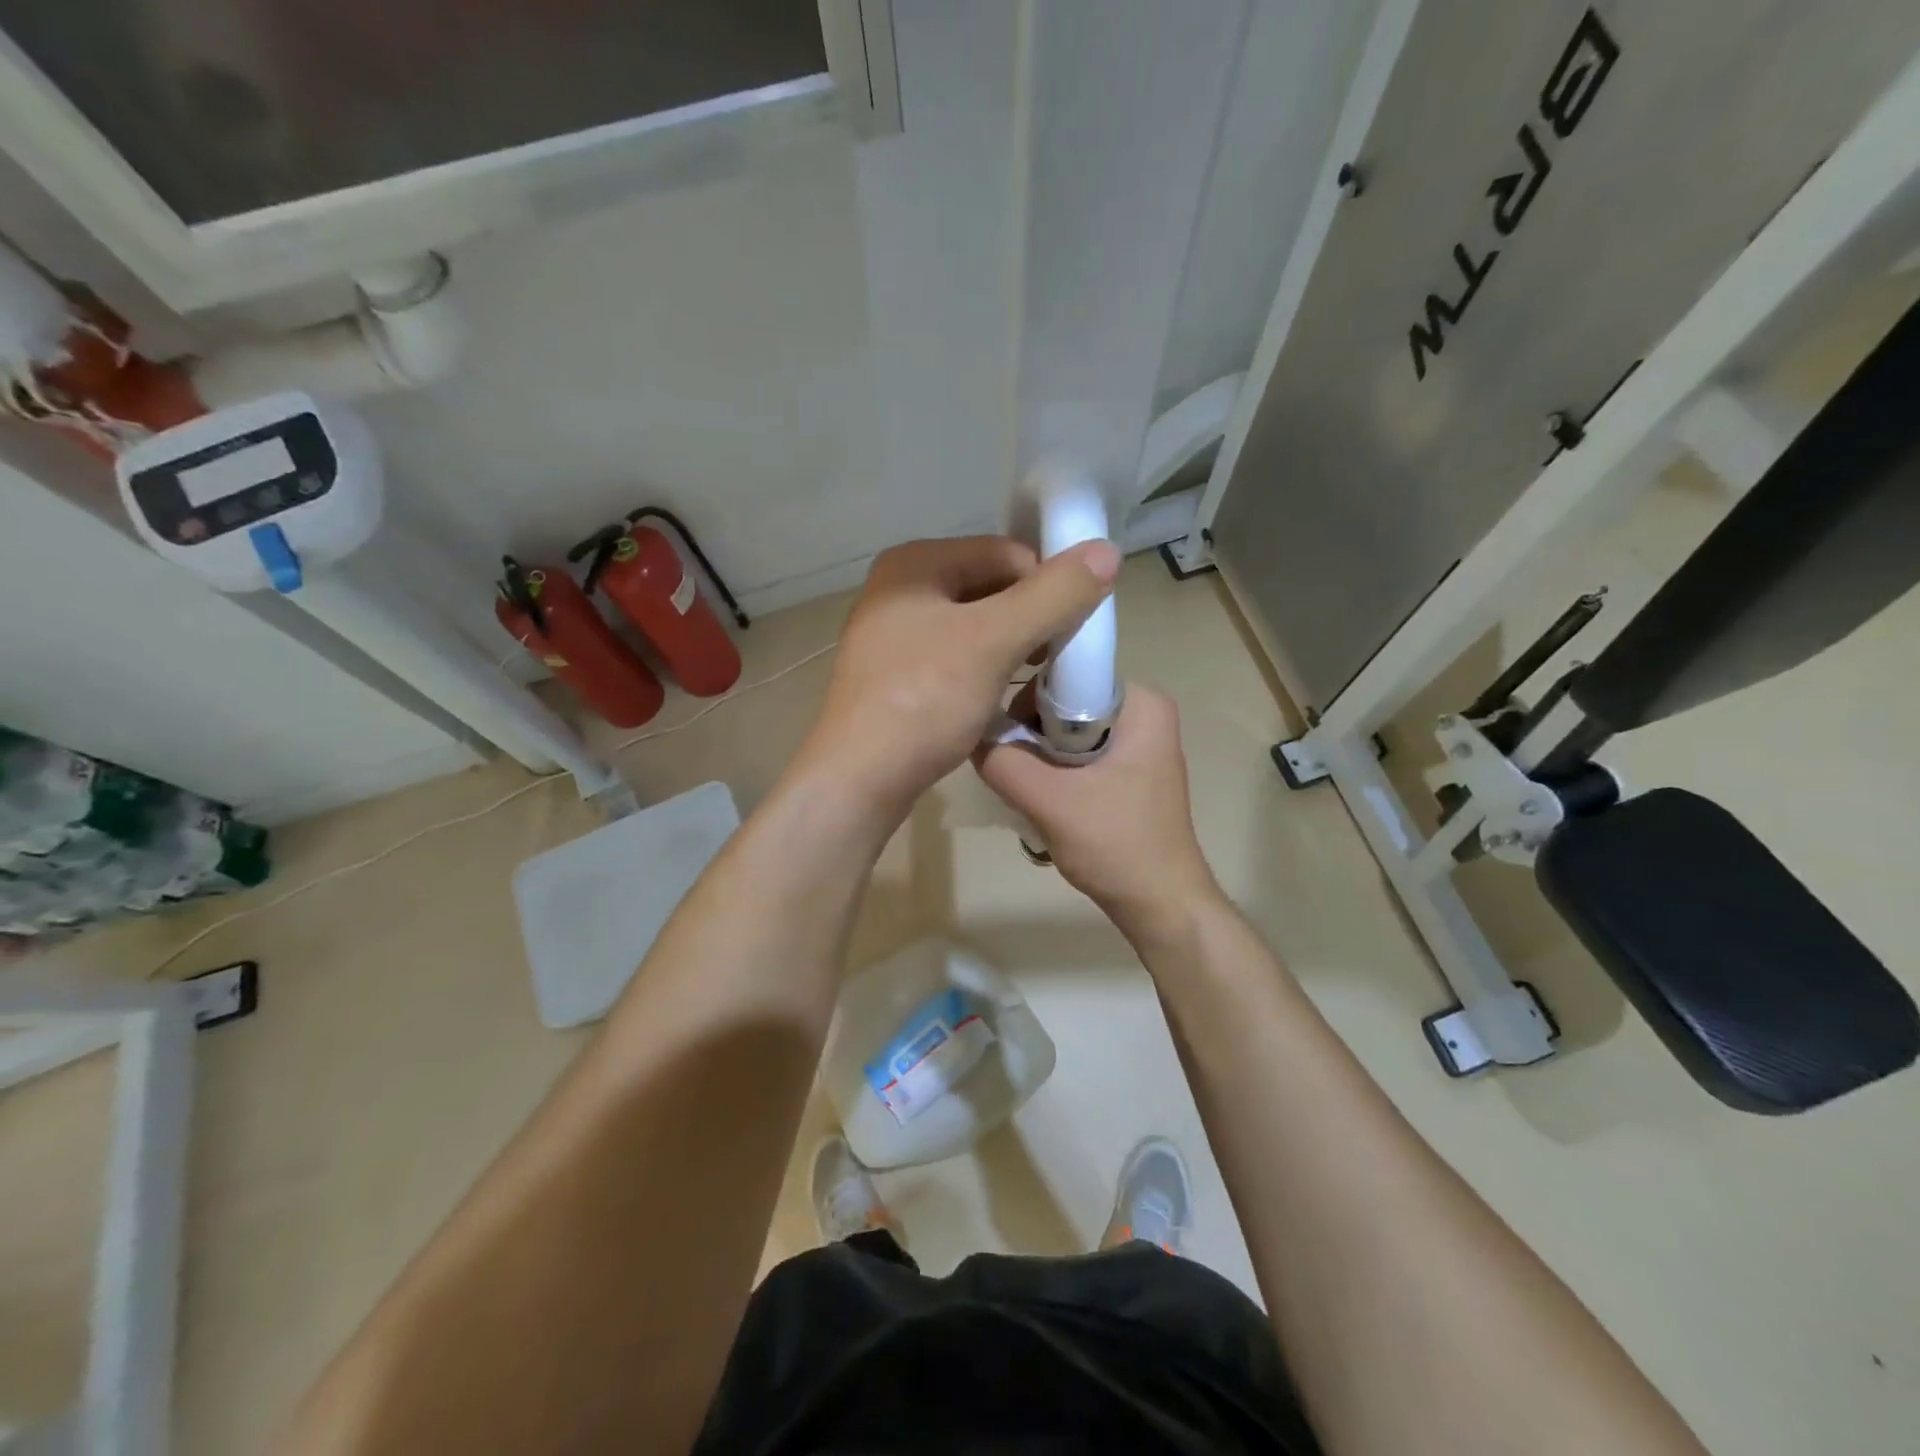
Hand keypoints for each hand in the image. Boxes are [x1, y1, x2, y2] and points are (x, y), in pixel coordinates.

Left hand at [801, 535, 1120, 821]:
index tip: (1073, 630)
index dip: (1047, 585)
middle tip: (1055, 657)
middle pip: (988, 586)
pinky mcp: (895, 674)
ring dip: (1010, 645)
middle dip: (1029, 617)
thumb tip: (1106, 550)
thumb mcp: (995, 641)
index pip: (1005, 553)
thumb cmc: (924, 701)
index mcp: (914, 564)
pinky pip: (954, 655)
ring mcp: (892, 634)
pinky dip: (983, 668)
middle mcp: (898, 589)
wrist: (859, 779)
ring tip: (1032, 678)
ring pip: (973, 624)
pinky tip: (997, 695)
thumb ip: (1053, 595)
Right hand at [973, 683, 1219, 941]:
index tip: (1005, 735)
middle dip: (1031, 734)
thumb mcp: (1050, 802)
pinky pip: (1077, 754)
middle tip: (1014, 771)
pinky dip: (1054, 772)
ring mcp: (1137, 744)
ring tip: (1027, 791)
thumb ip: (1003, 762)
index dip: (1027, 699)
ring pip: (1066, 732)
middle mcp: (1143, 713)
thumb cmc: (1116, 845)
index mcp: (1141, 703)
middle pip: (1063, 703)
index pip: (1066, 673)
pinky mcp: (1127, 771)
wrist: (1160, 904)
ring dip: (1039, 758)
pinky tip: (1043, 801)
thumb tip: (970, 734)